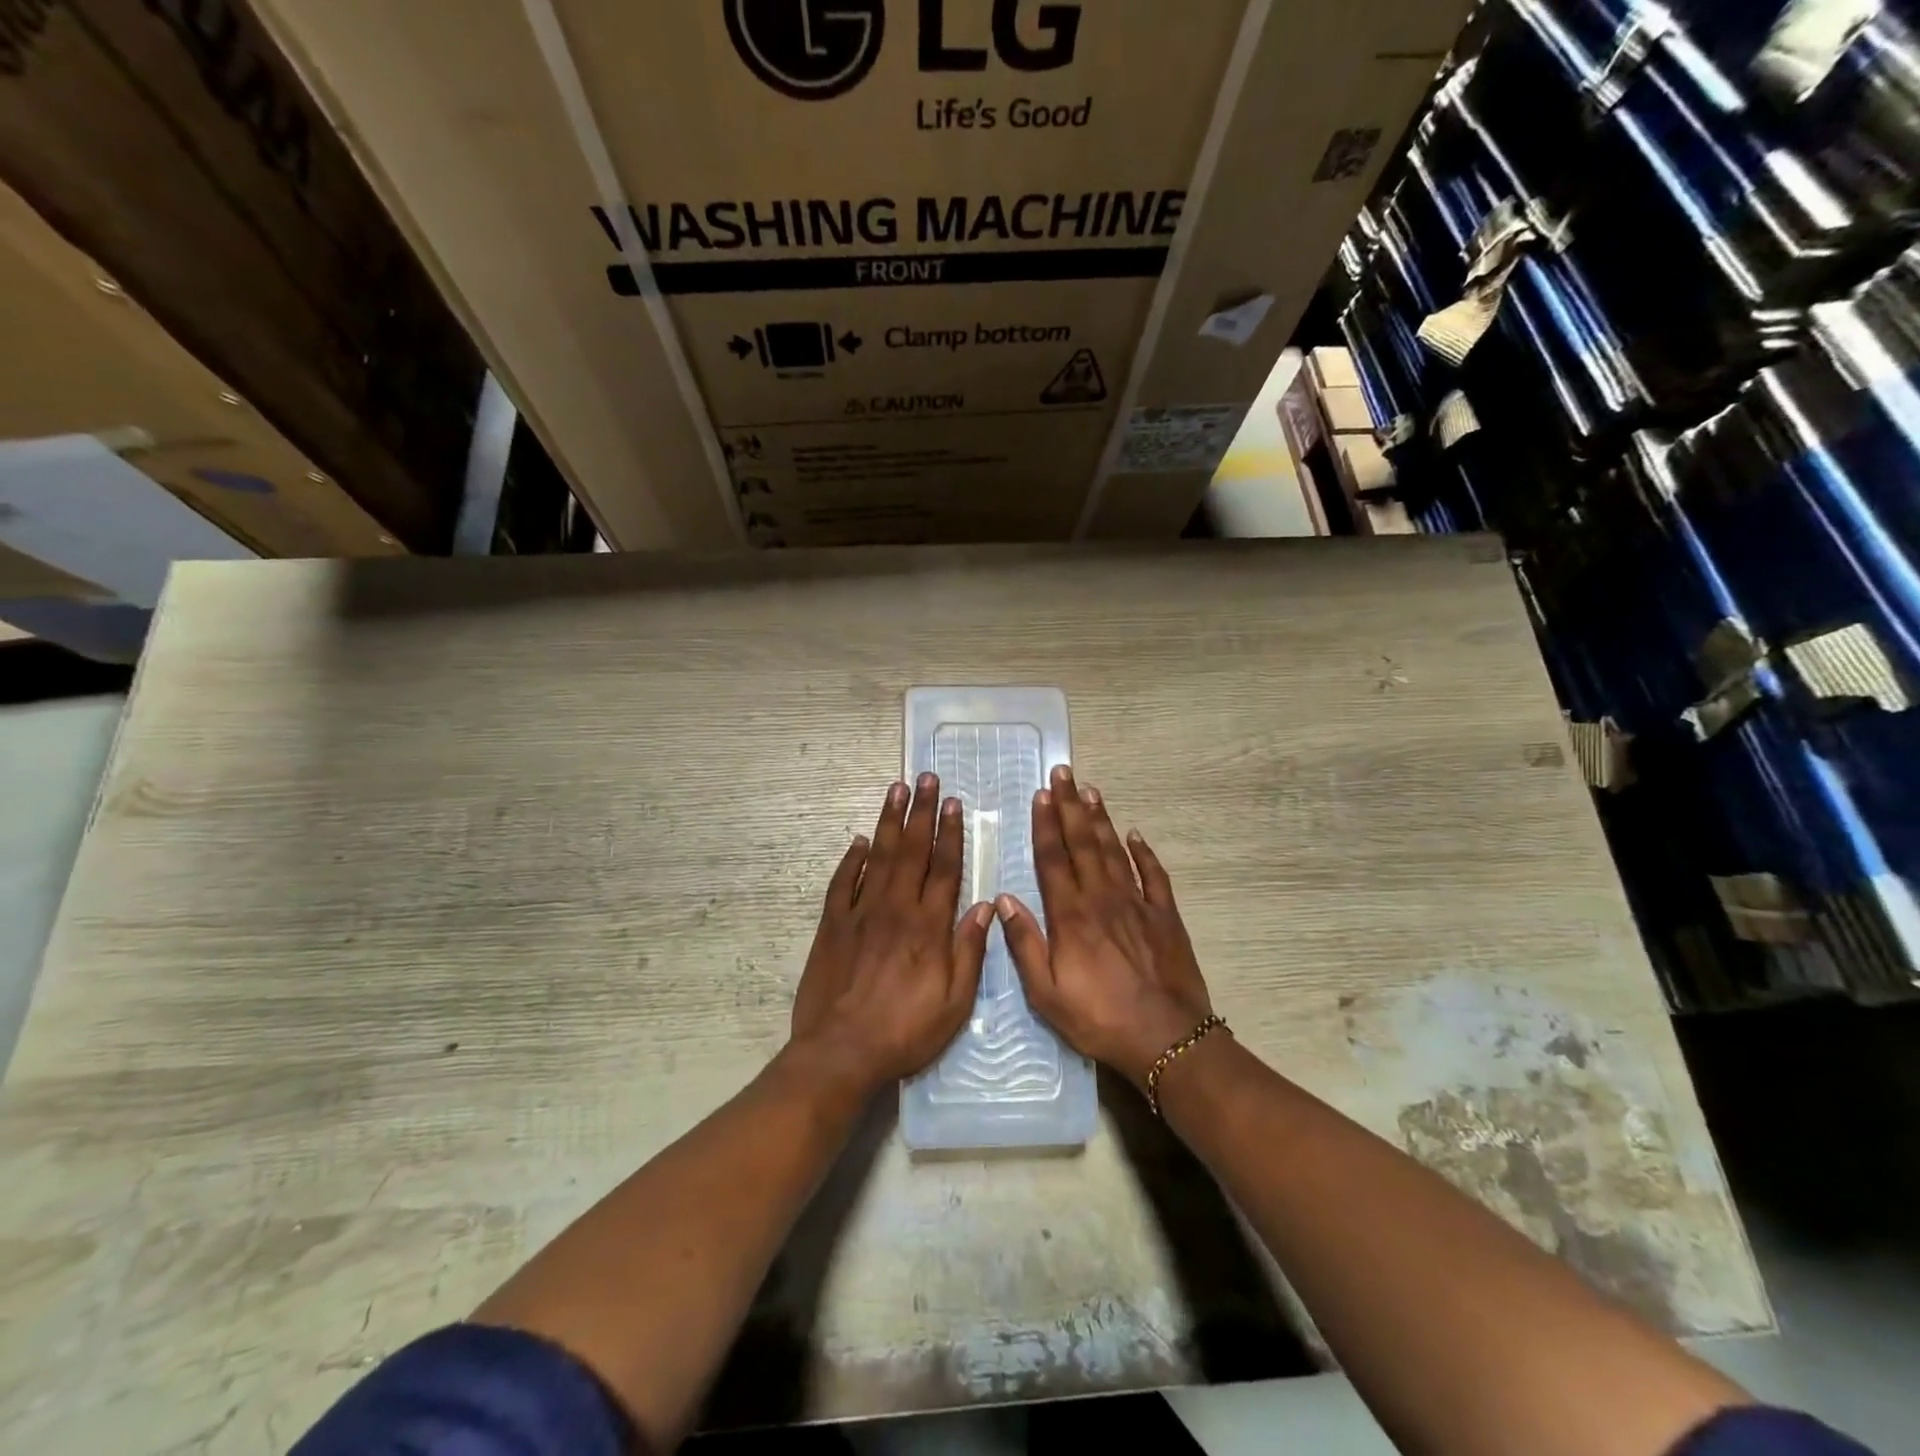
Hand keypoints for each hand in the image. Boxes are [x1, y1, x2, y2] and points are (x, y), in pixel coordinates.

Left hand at [789, 774, 992, 1095]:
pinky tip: (859, 841)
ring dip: (890, 822)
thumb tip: (984, 906)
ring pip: (879, 856)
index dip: (951, 833)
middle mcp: (896, 909)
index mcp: (928, 926)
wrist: (841, 1051)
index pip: (944, 868)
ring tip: (897, 790)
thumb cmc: (906, 1031)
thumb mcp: (955, 1003)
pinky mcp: (833, 925)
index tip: (954, 803)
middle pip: (912, 851)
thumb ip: (970, 951)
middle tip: (926, 778)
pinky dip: (852, 860)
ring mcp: (860, 913)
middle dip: (921, 812)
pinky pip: (842, 883)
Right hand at [998, 765, 1214, 1089]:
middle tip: (1064, 773)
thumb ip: (1025, 944)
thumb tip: (1003, 900)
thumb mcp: (1046, 993)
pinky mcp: (1164, 916)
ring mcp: (1137, 904)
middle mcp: (1102, 898)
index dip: (1046, 824)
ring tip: (1091, 791)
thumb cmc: (1099, 1018)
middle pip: (1083, 843)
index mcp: (1071, 915)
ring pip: (1114, 851)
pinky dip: (1143, 853)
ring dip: (1101, 819)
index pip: (1053, 859)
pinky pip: (1153, 875)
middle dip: (1071, 806)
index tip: (1041, 795)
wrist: (1166, 1038)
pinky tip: (1135, 835)